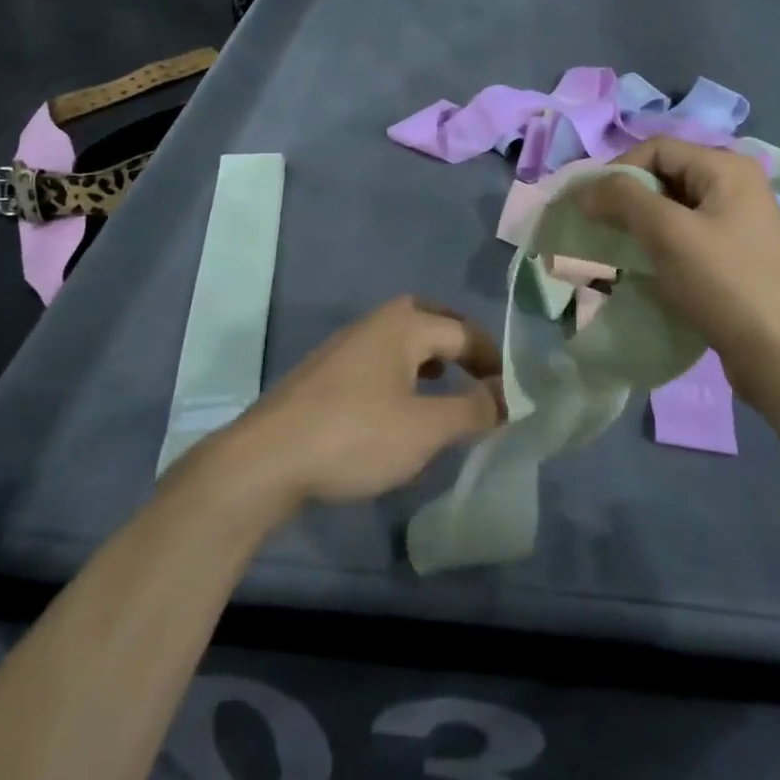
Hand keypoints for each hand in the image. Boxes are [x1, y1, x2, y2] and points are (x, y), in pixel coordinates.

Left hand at [235, 296, 503, 506]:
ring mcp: (344, 347)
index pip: (463, 332)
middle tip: (480, 370)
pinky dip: (402, 373)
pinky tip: (399, 406)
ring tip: (445, 385)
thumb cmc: (355, 436)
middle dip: (458, 342)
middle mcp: (374, 324)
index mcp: (403, 325)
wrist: (266, 459)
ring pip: (400, 339)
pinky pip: (378, 360)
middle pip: (428, 319)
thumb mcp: (425, 428)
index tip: (512, 392)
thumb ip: (472, 410)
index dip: (493, 360)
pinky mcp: (325, 374)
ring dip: (428, 356)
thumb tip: (507, 397)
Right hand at [579, 138, 779, 407]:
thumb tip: (586, 190)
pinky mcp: (735, 254)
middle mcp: (736, 185)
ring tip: (617, 248)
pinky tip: (644, 266)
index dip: (618, 170)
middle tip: (600, 226)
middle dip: (627, 197)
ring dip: (640, 222)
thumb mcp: (668, 233)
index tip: (591, 206)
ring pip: (674, 207)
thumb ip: (623, 199)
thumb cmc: (724, 283)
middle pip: (666, 174)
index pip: (657, 148)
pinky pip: (687, 234)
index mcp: (727, 168)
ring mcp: (738, 221)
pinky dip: (660, 243)